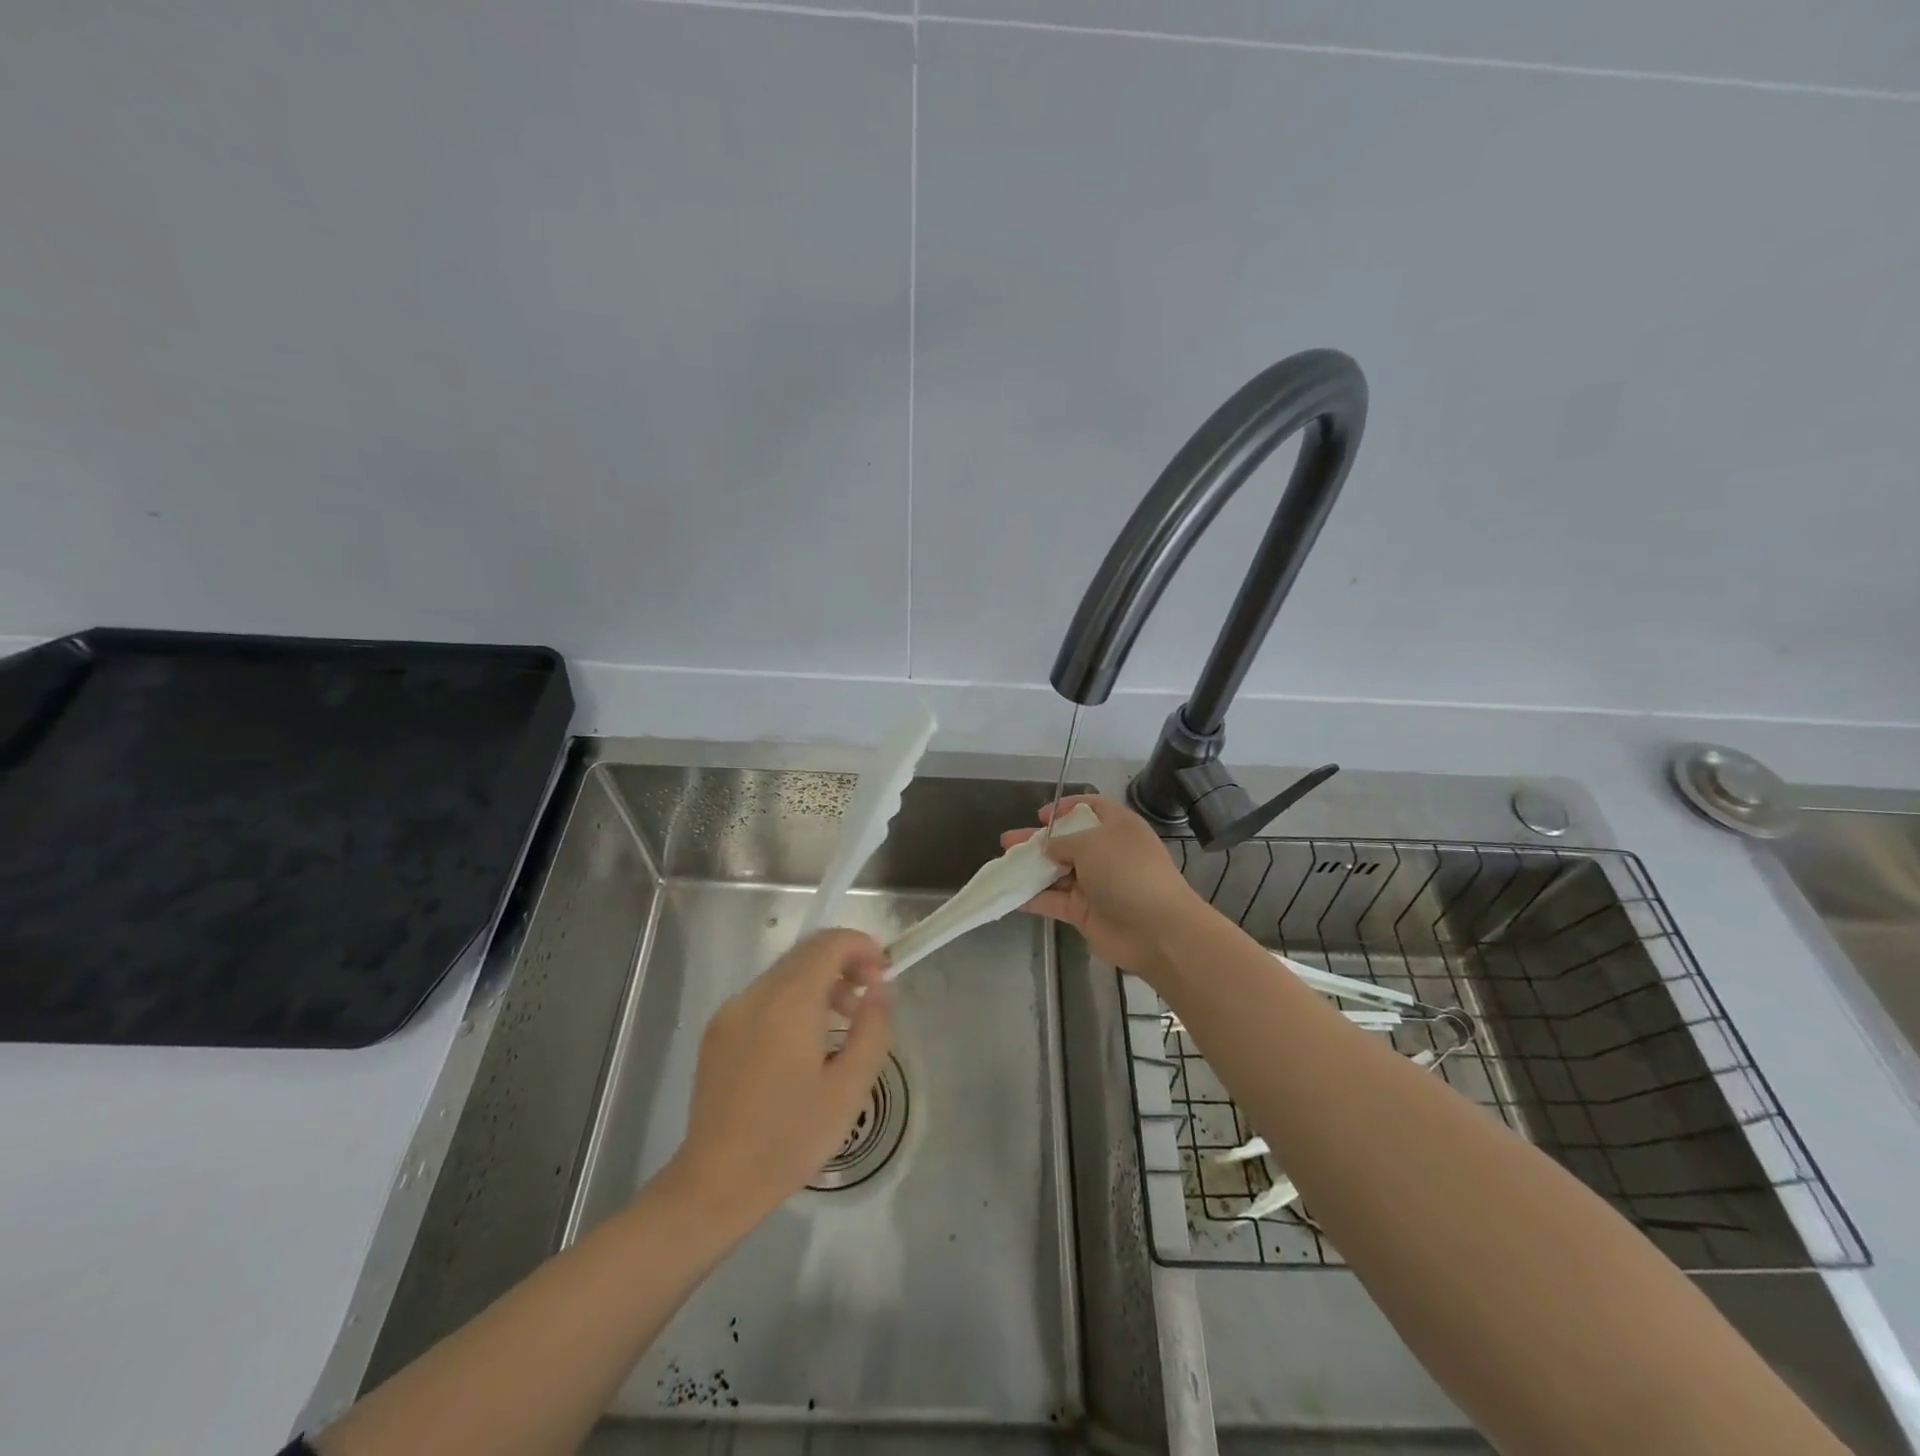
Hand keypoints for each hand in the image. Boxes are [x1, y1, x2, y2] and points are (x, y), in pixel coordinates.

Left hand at [665, 929, 893, 1222]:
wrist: (716, 1183)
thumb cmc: (790, 1138)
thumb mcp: (849, 1089)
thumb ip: (871, 1029)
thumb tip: (880, 989)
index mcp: (788, 1003)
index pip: (828, 944)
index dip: (861, 946)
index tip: (883, 973)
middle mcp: (755, 995)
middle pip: (805, 953)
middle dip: (843, 962)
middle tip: (869, 996)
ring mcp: (731, 1011)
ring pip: (785, 973)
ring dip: (820, 981)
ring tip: (842, 1022)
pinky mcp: (718, 1031)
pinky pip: (764, 996)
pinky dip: (793, 999)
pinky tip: (805, 1041)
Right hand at [999, 794, 1208, 978]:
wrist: (1156, 930)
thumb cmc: (1127, 871)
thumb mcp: (1092, 843)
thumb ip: (1063, 842)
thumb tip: (1047, 847)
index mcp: (1117, 827)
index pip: (1091, 808)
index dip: (1066, 807)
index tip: (1040, 815)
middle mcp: (1106, 853)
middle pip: (1067, 841)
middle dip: (1037, 840)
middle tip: (1008, 840)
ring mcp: (1095, 884)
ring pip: (1057, 871)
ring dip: (1031, 868)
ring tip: (1003, 864)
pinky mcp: (1085, 912)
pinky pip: (1054, 900)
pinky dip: (1033, 897)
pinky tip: (1009, 894)